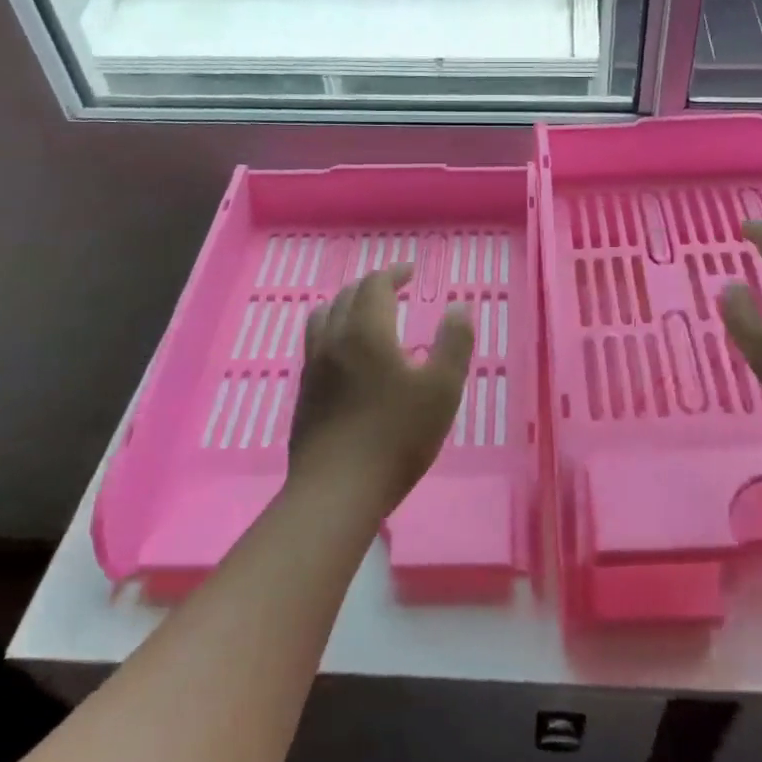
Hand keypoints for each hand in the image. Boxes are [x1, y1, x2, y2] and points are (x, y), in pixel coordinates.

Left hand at [288, 265, 473, 516]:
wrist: (337, 490)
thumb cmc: (397, 436)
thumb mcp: (442, 389)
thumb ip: (453, 343)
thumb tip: (457, 307)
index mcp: (366, 331)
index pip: (375, 285)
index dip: (394, 273)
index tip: (411, 272)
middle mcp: (334, 339)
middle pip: (347, 296)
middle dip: (372, 285)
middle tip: (394, 288)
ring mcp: (313, 366)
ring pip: (324, 316)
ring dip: (346, 304)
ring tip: (364, 312)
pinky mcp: (304, 392)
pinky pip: (316, 343)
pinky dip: (333, 329)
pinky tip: (346, 354)